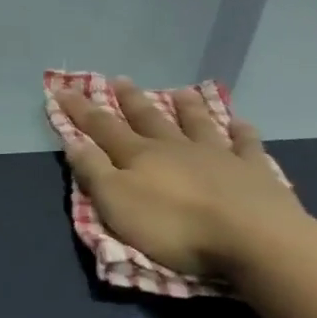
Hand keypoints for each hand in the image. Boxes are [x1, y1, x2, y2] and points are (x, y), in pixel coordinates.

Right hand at [51, 79, 306, 281]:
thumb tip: (73, 141)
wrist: (252, 237)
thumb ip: (94, 172)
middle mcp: (176, 147)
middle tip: (119, 80)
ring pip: (197, 124)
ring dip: (187, 107)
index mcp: (140, 156)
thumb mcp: (118, 204)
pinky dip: (241, 133)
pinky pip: (246, 145)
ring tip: (180, 91)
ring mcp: (218, 155)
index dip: (81, 110)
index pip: (103, 128)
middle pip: (149, 119)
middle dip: (130, 100)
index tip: (63, 90)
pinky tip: (241, 124)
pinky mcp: (253, 171)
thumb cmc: (175, 227)